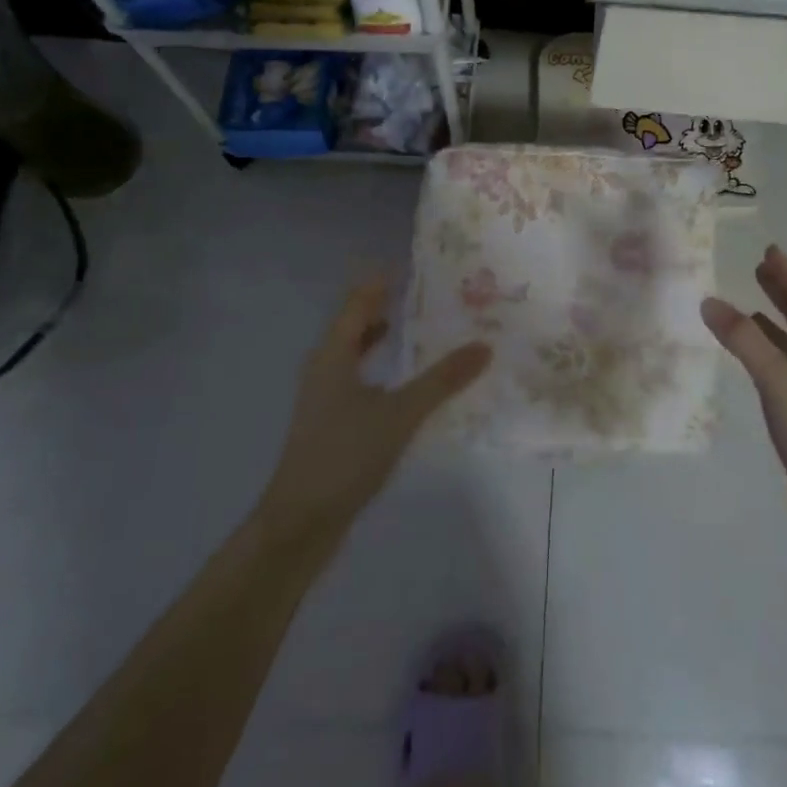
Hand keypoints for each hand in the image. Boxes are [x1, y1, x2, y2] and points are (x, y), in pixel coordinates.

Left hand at [262, 280, 490, 539]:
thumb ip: (442, 380)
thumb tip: (484, 346)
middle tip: (436, 295)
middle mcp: (326, 366)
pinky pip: (364, 378)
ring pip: (361, 352)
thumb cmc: (345, 455)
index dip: (384, 280)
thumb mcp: (400, 414)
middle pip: (358, 323)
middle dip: (392, 306)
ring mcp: (327, 395)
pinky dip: (387, 369)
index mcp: (334, 353)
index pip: (359, 300)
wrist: (302, 520)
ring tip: (430, 330)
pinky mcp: (334, 421)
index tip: (421, 266)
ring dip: (390, 338)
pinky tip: (413, 383)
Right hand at [702, 246, 786, 541]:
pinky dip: (769, 348)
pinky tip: (754, 349)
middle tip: (760, 267)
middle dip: (784, 290)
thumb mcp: (778, 379)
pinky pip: (786, 362)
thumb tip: (710, 302)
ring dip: (776, 317)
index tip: (770, 251)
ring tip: (752, 299)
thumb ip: (744, 340)